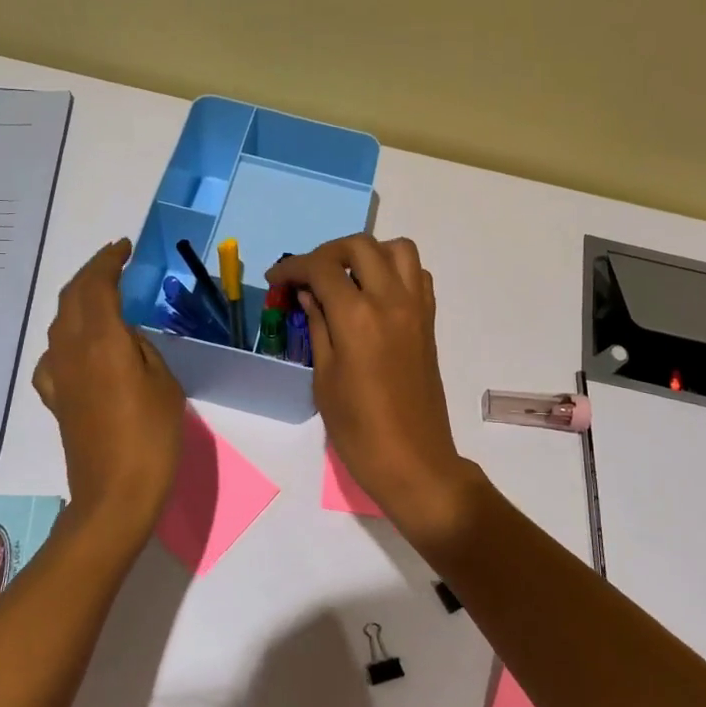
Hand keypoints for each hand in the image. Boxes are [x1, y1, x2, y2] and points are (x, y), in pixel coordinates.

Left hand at [34, 239, 185, 534]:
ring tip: (103, 297)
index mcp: (102, 340)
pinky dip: (68, 337)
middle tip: (114, 264)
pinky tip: (79, 349)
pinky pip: (54, 355)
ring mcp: (57, 375)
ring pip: (60, 322)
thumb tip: (126, 337)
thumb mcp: (164, 384)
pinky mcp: (54, 399)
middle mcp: (71, 350)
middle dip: (91, 274)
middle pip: (72, 297)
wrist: (114, 495)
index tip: (123, 247)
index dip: (108, 261)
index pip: (97, 285)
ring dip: (79, 301)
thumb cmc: (151, 437)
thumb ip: (143, 349)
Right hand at [267, 236, 478, 538]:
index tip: (276, 279)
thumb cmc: (359, 429)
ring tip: (346, 277)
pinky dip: (394, 270)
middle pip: (360, 246)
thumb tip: (308, 294)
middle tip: (308, 275)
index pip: (322, 268)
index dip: (293, 267)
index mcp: (358, 317)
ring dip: (368, 253)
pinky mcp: (429, 321)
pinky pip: (417, 275)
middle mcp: (391, 300)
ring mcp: (416, 308)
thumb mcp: (325, 379)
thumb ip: (318, 326)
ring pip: (398, 249)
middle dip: (328, 252)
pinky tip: (375, 294)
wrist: (414, 460)